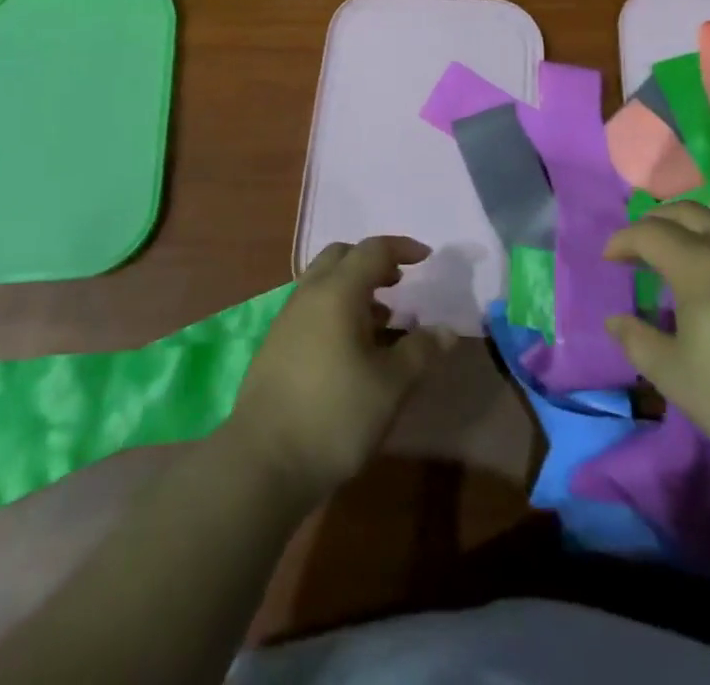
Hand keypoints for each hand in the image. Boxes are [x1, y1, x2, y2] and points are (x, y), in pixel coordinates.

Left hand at [224, 237, 454, 504]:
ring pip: (323, 282)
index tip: (426, 257)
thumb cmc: (335, 415)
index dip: (402, 248)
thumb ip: (421, 351)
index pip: (373, 250)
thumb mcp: (391, 385)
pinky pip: (312, 307)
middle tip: (399, 283)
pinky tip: (352, 347)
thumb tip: (446, 329)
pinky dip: (337, 309)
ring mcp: (287, 319)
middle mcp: (309, 294)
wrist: (263, 462)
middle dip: (373, 262)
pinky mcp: (276, 345)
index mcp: (337, 292)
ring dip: (354, 287)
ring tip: (382, 320)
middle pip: (342, 256)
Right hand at [603, 203, 709, 491]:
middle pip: (686, 212)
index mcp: (699, 266)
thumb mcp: (676, 378)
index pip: (650, 233)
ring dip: (691, 225)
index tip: (608, 259)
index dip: (623, 241)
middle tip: (638, 247)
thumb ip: (638, 342)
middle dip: (655, 222)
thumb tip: (615, 319)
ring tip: (679, 250)